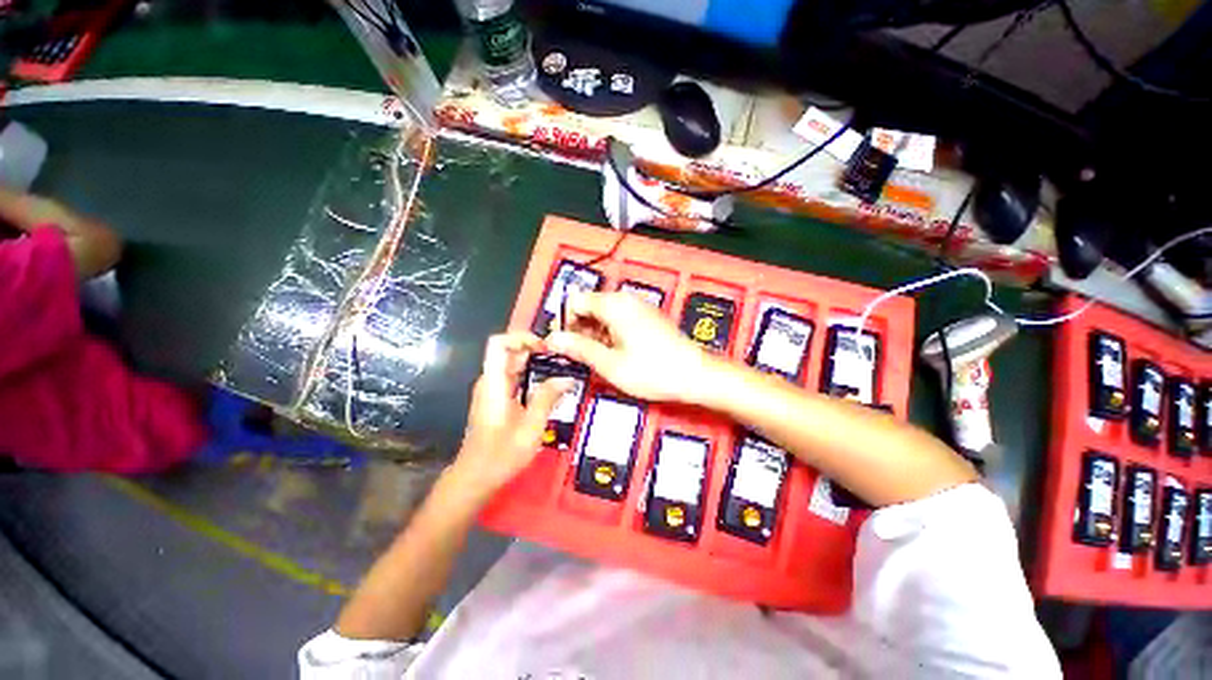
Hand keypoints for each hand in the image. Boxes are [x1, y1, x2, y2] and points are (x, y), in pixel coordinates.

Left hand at [452, 332, 572, 498]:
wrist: (476, 478)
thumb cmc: (501, 455)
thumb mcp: (530, 427)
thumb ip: (548, 398)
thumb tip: (568, 377)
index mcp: (493, 382)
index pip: (499, 343)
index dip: (522, 338)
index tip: (546, 348)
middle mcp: (490, 381)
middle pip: (511, 352)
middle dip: (537, 351)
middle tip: (563, 360)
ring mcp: (493, 391)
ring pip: (514, 366)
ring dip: (537, 365)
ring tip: (562, 372)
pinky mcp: (498, 400)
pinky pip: (516, 379)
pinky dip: (533, 378)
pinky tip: (551, 389)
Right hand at [547, 291, 715, 403]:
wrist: (696, 375)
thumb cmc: (652, 371)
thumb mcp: (609, 364)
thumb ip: (579, 348)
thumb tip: (551, 339)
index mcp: (614, 305)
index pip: (574, 300)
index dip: (564, 322)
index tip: (563, 346)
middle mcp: (625, 300)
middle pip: (588, 306)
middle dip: (578, 329)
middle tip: (577, 357)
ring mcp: (638, 307)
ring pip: (603, 314)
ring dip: (593, 334)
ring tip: (595, 360)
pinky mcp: (647, 318)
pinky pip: (618, 320)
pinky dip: (608, 334)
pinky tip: (613, 355)